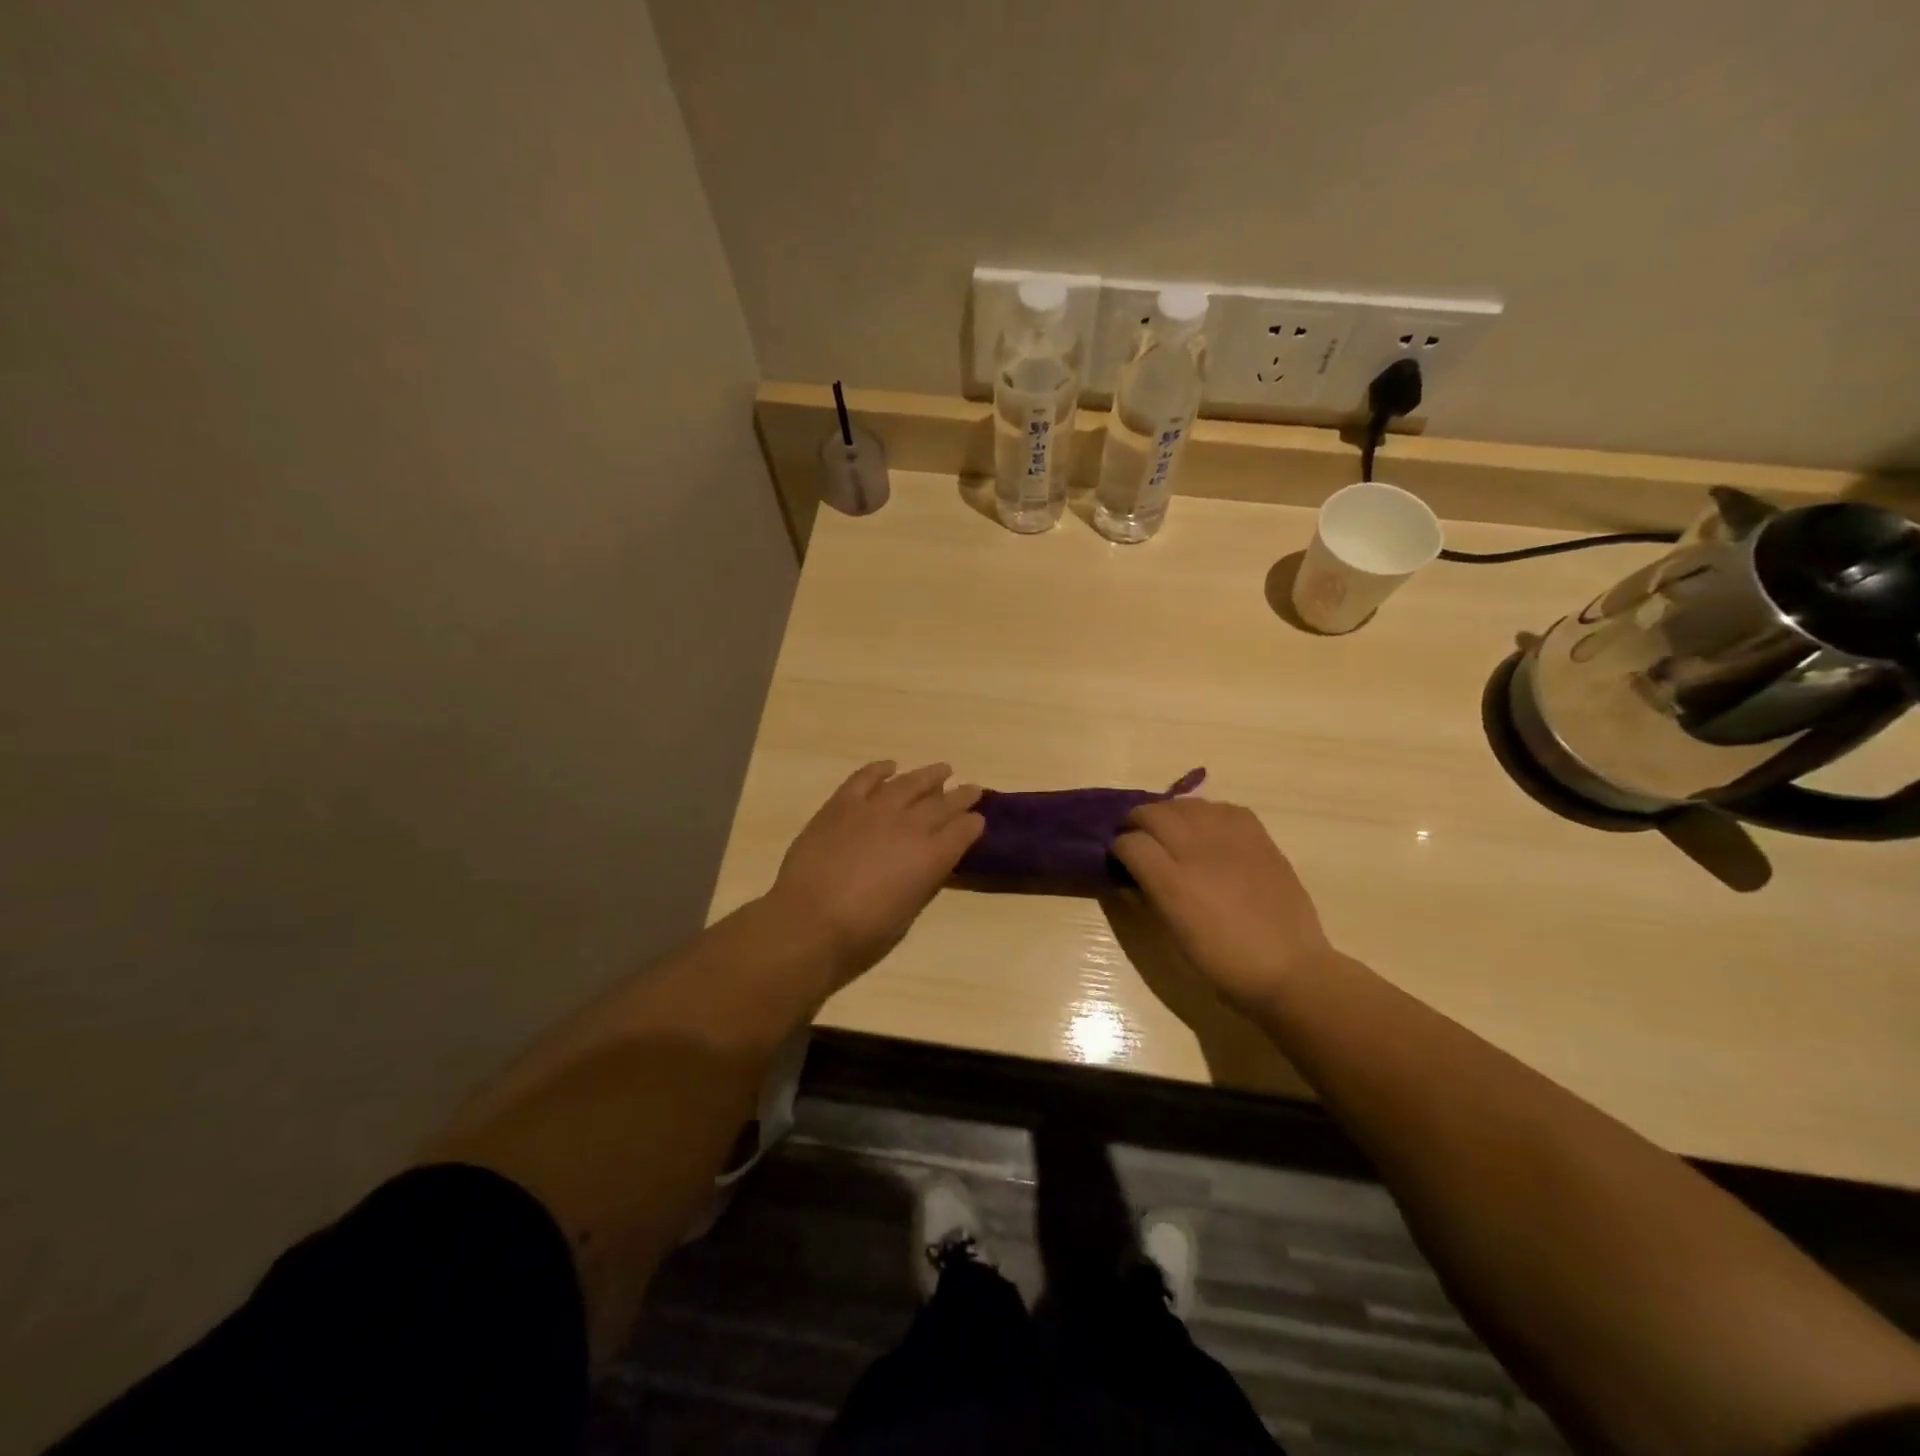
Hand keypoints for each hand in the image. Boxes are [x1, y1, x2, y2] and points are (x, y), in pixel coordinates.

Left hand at [768, 761, 983, 981]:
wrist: (810, 919)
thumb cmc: (862, 931)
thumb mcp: (908, 911)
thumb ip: (922, 880)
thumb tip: (928, 863)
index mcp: (931, 857)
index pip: (963, 831)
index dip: (973, 824)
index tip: (978, 819)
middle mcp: (910, 825)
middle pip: (944, 803)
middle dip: (962, 795)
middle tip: (973, 788)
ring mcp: (875, 809)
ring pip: (910, 783)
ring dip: (929, 775)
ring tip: (943, 769)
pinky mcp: (843, 803)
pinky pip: (866, 777)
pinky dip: (880, 769)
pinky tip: (890, 766)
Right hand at [1112, 797, 1332, 1011]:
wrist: (1289, 968)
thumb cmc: (1224, 963)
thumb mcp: (1173, 936)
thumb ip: (1149, 897)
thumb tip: (1132, 876)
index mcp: (1172, 882)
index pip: (1130, 843)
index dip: (1118, 848)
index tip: (1119, 859)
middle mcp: (1197, 851)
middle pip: (1152, 814)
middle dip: (1137, 823)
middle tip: (1138, 838)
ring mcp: (1229, 839)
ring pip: (1185, 805)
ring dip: (1169, 814)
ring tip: (1170, 830)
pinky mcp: (1257, 836)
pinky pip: (1222, 808)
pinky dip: (1206, 814)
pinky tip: (1206, 829)